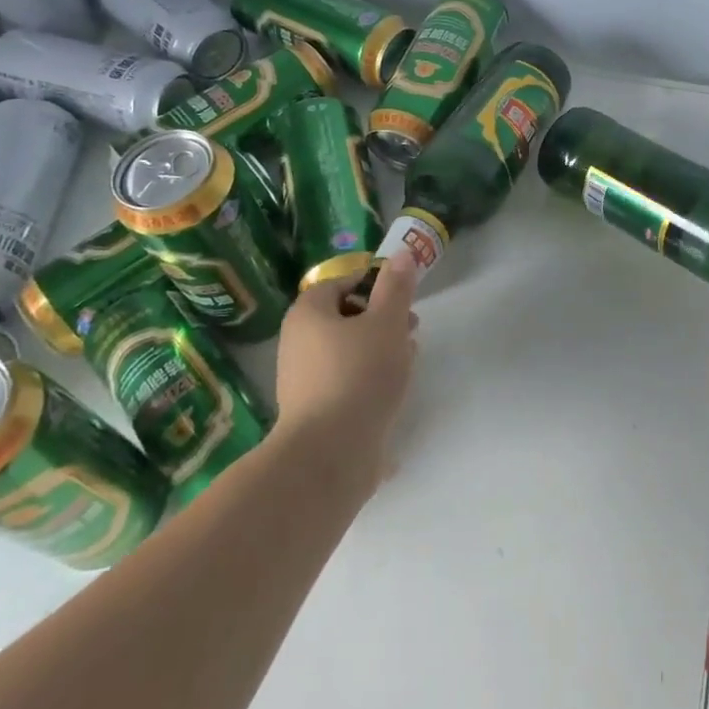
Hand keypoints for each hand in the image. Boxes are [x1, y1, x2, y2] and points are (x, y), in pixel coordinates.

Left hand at [275, 251, 418, 472]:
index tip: (403, 297)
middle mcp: (296, 342)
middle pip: (344, 318)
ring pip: (346, 351)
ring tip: (408, 360)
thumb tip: (401, 254)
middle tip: (412, 328)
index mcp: (308, 314)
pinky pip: (344, 381)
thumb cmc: (359, 374)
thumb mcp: (387, 322)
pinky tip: (392, 392)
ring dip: (378, 350)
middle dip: (381, 319)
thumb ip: (396, 287)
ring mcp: (302, 380)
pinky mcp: (313, 412)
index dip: (373, 284)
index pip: (340, 283)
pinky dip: (368, 379)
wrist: (330, 454)